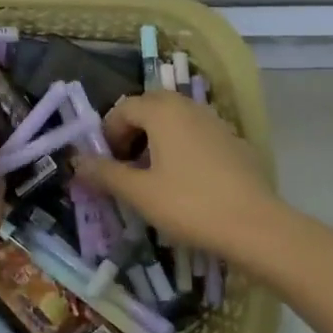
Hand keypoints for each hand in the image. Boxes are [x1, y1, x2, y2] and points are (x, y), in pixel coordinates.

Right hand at [72, 92, 281, 261]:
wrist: (256, 226)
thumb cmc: (189, 204)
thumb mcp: (139, 193)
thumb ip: (105, 173)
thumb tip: (77, 161)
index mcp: (163, 111)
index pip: (124, 107)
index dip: (108, 133)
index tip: (106, 163)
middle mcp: (188, 106)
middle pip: (150, 108)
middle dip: (132, 133)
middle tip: (125, 166)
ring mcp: (215, 122)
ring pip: (175, 120)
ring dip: (156, 139)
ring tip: (152, 176)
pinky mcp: (234, 141)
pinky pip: (197, 134)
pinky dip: (181, 147)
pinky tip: (186, 182)